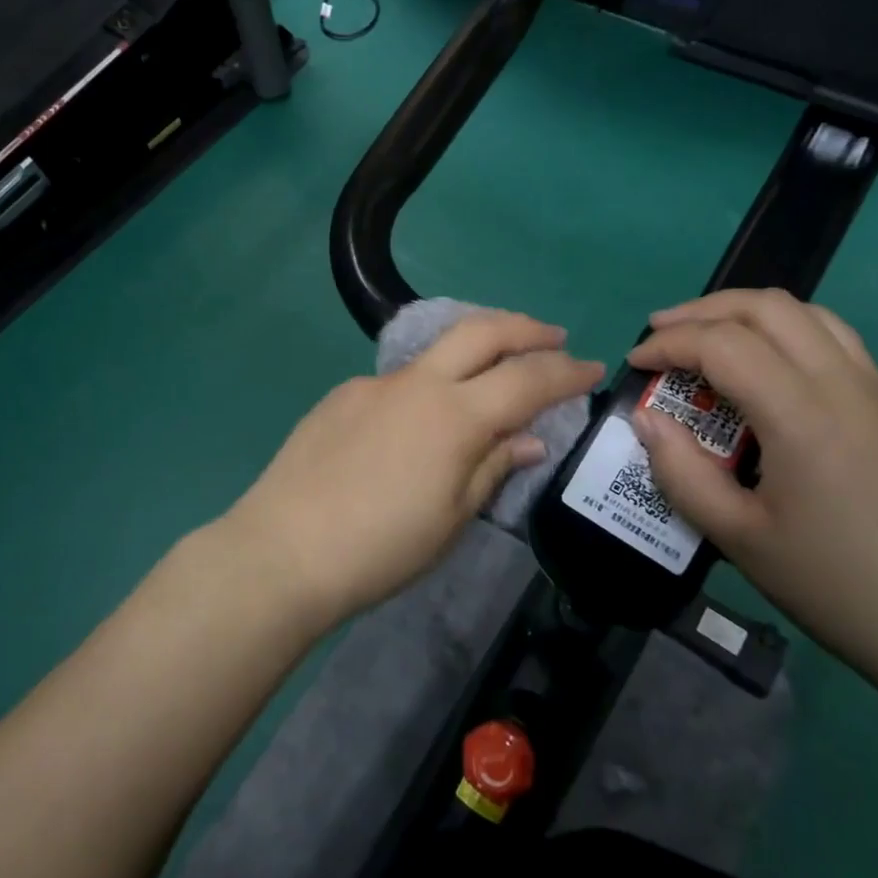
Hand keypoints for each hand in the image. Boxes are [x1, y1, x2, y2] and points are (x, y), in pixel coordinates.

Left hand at [221, 311, 603, 631]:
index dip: (567, 371)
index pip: (527, 379)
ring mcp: (374, 384)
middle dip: (525, 329)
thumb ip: (493, 466)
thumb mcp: (452, 517)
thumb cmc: (381, 547)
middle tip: (553, 337)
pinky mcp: (341, 396)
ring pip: (437, 349)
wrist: (284, 548)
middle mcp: (417, 383)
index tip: (593, 368)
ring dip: (475, 348)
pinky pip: (398, 381)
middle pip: (482, 332)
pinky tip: (419, 420)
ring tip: (494, 368)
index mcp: (455, 415)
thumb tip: (530, 439)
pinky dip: (427, 386)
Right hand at [626, 289, 877, 678]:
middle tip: (659, 335)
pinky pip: (830, 335)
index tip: (634, 365)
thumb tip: (646, 419)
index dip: (668, 345)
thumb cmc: (836, 585)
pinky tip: (760, 364)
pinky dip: (781, 328)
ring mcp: (872, 389)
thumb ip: (681, 472)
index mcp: (801, 416)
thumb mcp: (738, 537)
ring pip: (803, 312)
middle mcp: (841, 384)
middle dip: (702, 311)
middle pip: (765, 307)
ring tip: (704, 338)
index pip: (723, 344)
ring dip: (743, 312)